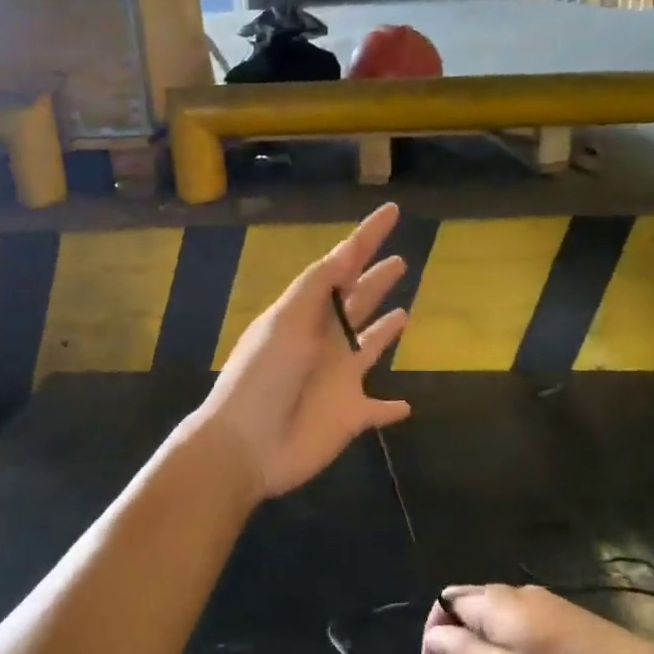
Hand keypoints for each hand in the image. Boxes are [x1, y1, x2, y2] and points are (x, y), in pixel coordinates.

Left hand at [196, 203, 410, 499]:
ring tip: (404, 314)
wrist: (247, 443)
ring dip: (384, 332)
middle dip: (376, 281)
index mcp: (308, 312)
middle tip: (399, 262)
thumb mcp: (287, 319)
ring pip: (370, 348)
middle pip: (358, 302)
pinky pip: (378, 409)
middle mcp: (326, 340)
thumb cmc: (264, 375)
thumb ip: (319, 285)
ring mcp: (340, 378)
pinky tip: (406, 406)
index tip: (391, 211)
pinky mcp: (351, 415)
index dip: (366, 237)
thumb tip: (347, 249)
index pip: (343, 265)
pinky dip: (392, 408)